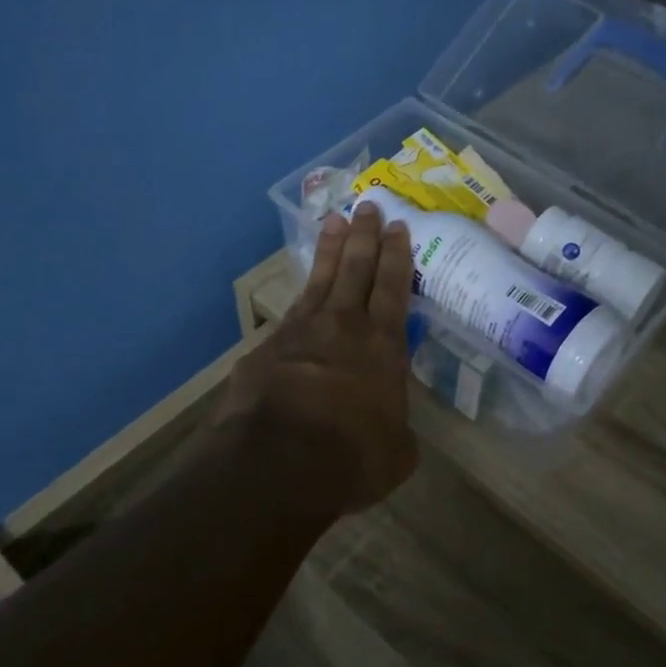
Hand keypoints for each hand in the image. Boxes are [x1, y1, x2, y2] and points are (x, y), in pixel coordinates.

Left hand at [213, 200, 418, 519]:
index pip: (394, 288)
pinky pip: (291, 310)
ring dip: (330, 248)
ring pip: (321, 278)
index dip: (397, 255)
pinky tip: (302, 288)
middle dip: (365, 235)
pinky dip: (301, 293)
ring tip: (334, 219)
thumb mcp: (396, 452)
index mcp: (383, 346)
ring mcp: (301, 331)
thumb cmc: (351, 457)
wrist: (277, 461)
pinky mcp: (268, 346)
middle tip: (368, 205)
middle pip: (357, 268)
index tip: (397, 225)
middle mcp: (344, 326)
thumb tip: (390, 429)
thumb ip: (396, 430)